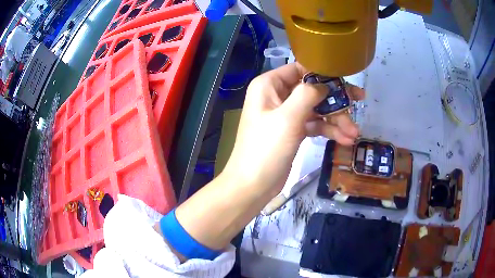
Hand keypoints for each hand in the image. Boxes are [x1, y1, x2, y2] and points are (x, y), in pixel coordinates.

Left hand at [222, 62, 364, 196]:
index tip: (344, 80)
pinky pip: (314, 125)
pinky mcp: (293, 131)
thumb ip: (307, 94)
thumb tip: (324, 85)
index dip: (323, 73)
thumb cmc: (266, 149)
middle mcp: (277, 95)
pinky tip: (345, 139)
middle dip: (336, 99)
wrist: (253, 186)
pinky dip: (329, 130)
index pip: (300, 69)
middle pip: (312, 90)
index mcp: (269, 85)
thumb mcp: (288, 118)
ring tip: (354, 132)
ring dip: (336, 119)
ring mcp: (286, 114)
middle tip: (360, 100)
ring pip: (316, 109)